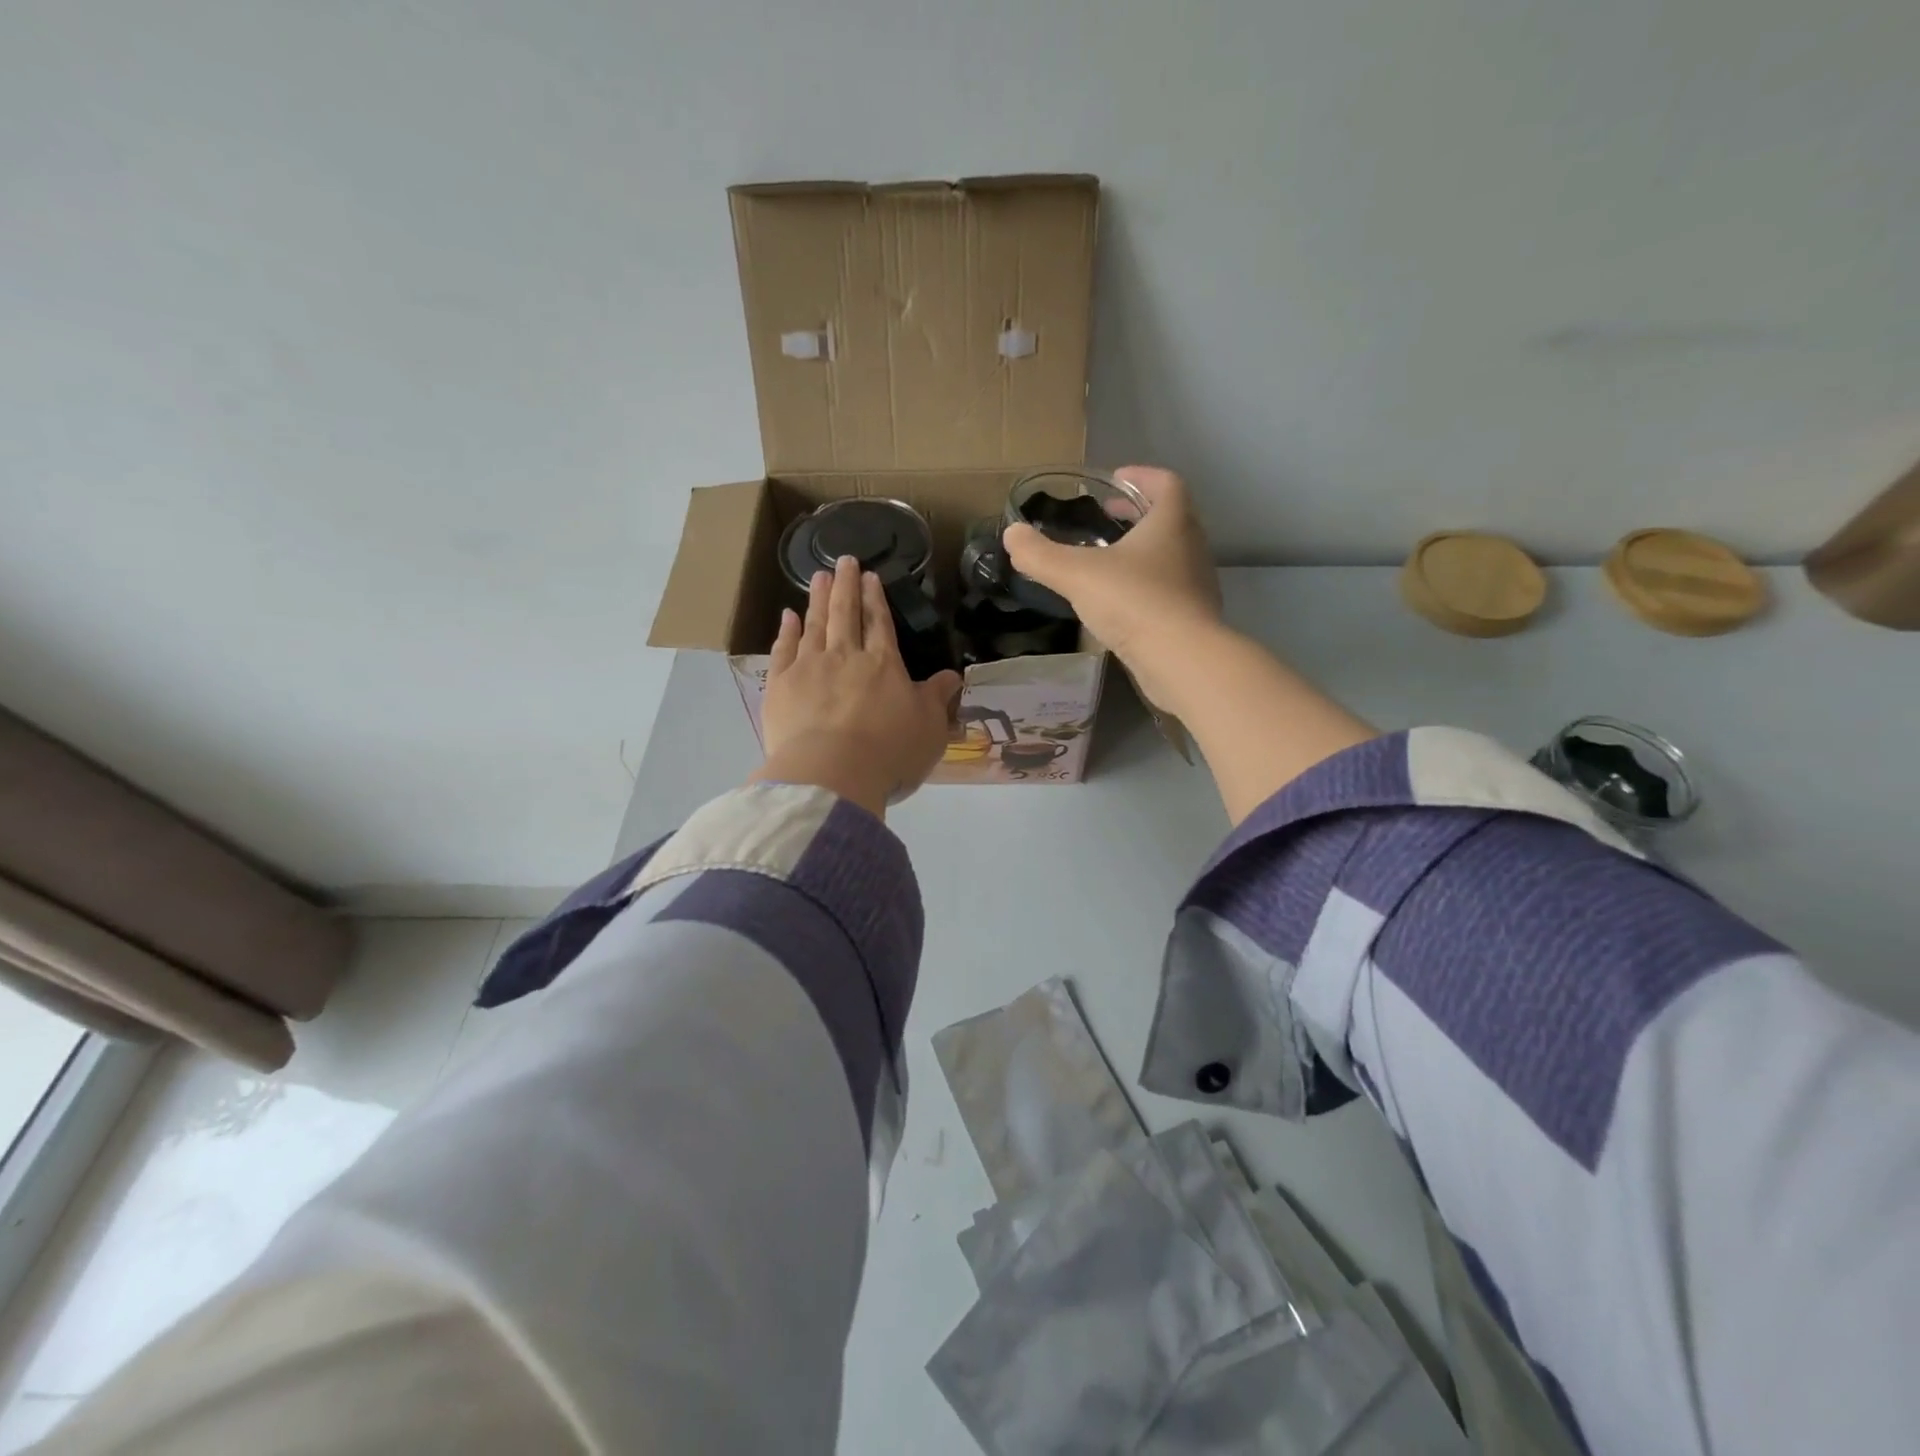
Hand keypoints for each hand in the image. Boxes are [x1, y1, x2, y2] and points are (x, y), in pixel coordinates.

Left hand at [750, 556, 962, 817]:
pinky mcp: (780, 686)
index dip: (875, 598)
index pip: (880, 623)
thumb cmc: (889, 752)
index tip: (870, 576)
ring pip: (814, 624)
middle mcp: (845, 656)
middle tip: (843, 560)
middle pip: (845, 613)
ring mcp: (809, 668)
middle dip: (845, 585)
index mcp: (883, 664)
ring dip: (817, 599)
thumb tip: (952, 675)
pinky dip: (786, 631)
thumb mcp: (929, 728)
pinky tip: (787, 617)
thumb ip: (938, 698)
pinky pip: (782, 650)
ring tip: (818, 576)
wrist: (831, 773)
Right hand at [1002, 466, 1222, 701]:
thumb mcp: (1076, 575)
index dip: (1140, 476)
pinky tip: (1122, 603)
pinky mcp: (1194, 617)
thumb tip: (1012, 535)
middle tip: (1106, 519)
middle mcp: (1191, 547)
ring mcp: (1197, 584)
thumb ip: (1040, 554)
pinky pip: (1170, 590)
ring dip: (1143, 552)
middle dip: (1137, 515)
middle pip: (1170, 518)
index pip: (1165, 483)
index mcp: (1172, 522)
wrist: (1182, 660)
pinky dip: (1147, 585)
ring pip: (1171, 556)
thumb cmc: (1134, 602)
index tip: (1114, 481)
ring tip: (1110, 561)